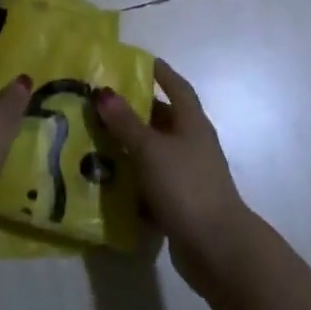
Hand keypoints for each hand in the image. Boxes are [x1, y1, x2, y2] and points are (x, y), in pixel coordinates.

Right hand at [93, 60, 250, 291]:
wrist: (216, 247)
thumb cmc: (186, 185)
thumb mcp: (151, 149)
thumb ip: (126, 122)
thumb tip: (103, 92)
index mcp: (192, 123)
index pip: (177, 87)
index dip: (160, 73)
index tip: (136, 62)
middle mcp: (192, 144)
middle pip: (162, 120)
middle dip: (134, 112)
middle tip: (100, 104)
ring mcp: (187, 175)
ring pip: (154, 153)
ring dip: (128, 148)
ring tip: (93, 141)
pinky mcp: (179, 204)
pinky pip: (151, 184)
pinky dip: (132, 182)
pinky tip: (106, 183)